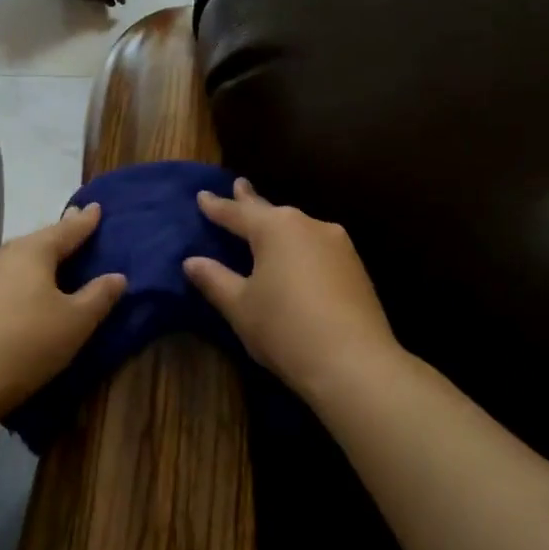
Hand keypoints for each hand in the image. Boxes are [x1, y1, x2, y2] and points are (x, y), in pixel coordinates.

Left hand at [0, 203, 126, 416]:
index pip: (66, 230)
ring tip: (54, 253)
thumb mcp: (76, 321)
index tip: (96, 207)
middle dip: (59, 233)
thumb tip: (117, 276)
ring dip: (39, 255)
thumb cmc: (28, 341)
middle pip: (39, 240)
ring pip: (19, 259)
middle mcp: (5, 257)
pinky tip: (26, 286)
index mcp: (33, 252)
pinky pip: (7, 279)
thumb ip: (99, 296)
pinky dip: (24, 276)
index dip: (85, 221)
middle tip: (76, 220)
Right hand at [184, 179, 396, 400]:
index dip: (216, 206)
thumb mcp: (240, 306)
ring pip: (299, 228)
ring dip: (279, 226)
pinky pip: (317, 247)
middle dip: (252, 201)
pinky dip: (300, 247)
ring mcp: (338, 244)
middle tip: (239, 186)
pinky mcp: (356, 268)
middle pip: (272, 212)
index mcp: (276, 228)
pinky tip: (297, 257)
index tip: (202, 195)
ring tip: (266, 224)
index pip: (237, 213)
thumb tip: (192, 261)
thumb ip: (215, 279)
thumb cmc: (285, 329)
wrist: (354, 363)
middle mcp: (309, 225)